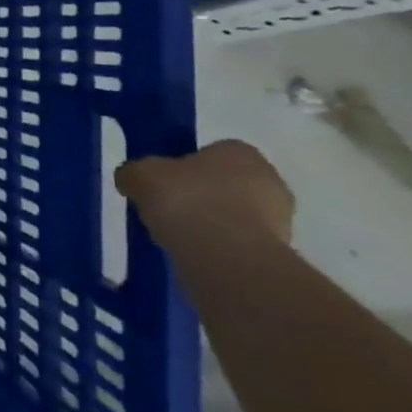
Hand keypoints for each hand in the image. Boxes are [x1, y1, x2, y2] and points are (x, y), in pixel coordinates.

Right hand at [115, 139, 293, 250]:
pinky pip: (239, 244)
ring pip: (234, 215)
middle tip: (169, 210)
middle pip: (225, 184)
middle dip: (200, 196)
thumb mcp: (140, 175)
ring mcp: (281, 220)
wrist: (227, 259)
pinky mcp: (279, 255)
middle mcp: (269, 179)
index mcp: (240, 151)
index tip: (163, 183)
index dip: (183, 167)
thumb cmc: (186, 201)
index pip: (210, 152)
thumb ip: (134, 172)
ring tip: (178, 237)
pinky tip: (195, 256)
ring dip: (211, 224)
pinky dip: (219, 249)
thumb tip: (131, 180)